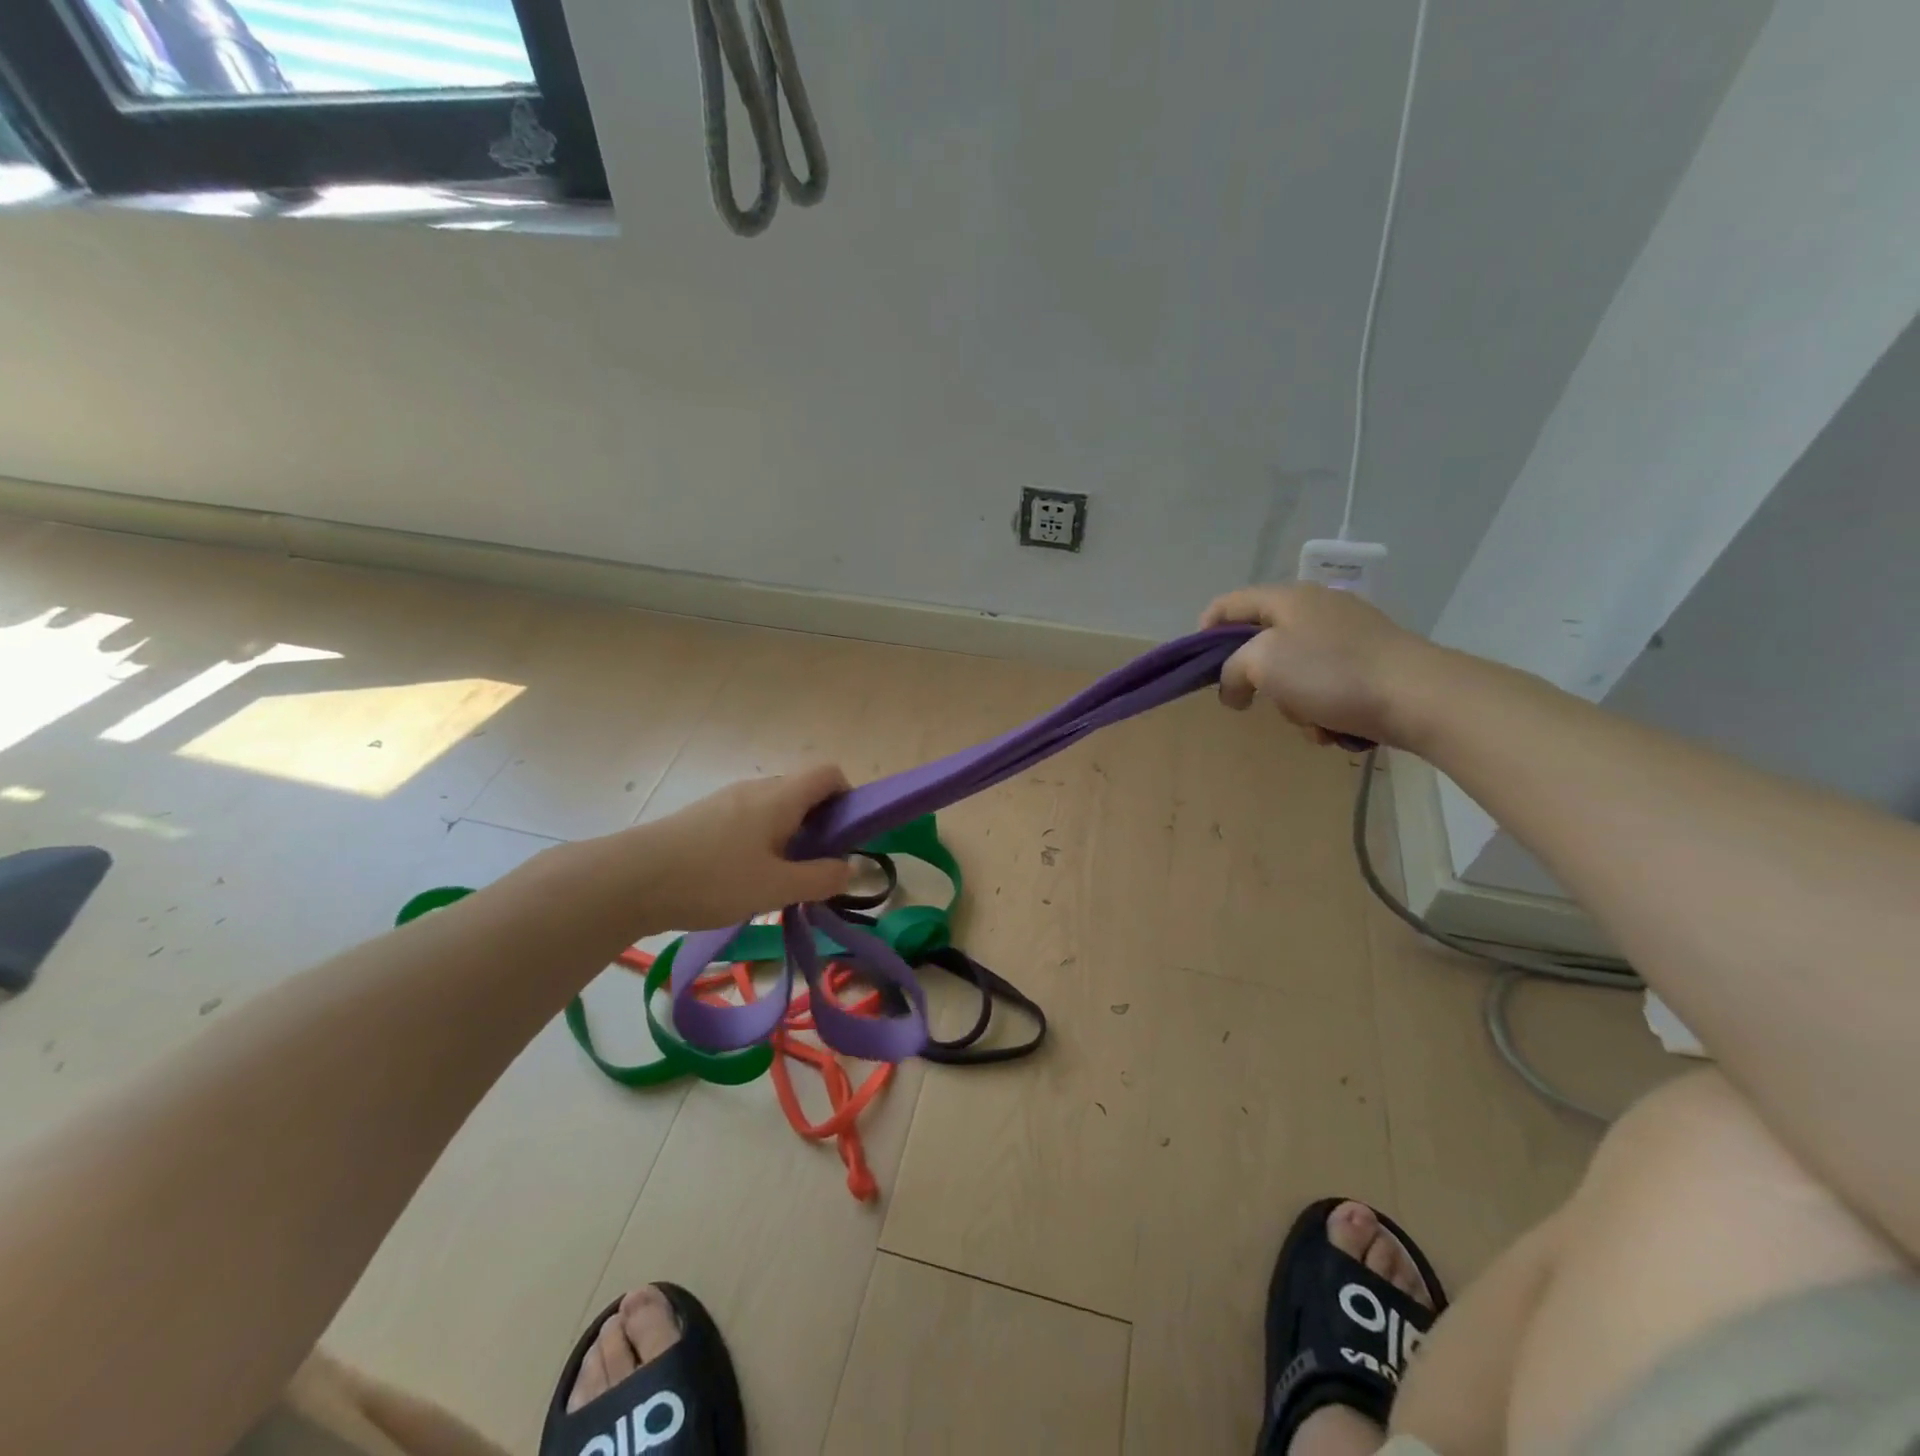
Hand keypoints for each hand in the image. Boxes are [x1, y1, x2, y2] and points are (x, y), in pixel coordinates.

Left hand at [610, 765, 854, 931]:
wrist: (629, 879)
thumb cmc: (712, 879)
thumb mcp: (775, 888)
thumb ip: (820, 878)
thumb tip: (851, 869)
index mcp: (780, 797)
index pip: (829, 773)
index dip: (848, 797)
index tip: (848, 836)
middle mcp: (756, 789)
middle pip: (802, 791)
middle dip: (820, 823)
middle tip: (817, 866)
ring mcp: (726, 800)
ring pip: (774, 807)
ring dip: (790, 834)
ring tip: (780, 877)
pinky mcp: (703, 817)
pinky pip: (748, 818)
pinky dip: (761, 839)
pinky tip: (744, 876)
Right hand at [1201, 584, 1433, 746]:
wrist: (1418, 697)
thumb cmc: (1331, 672)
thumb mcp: (1262, 663)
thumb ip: (1231, 671)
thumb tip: (1233, 689)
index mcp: (1288, 598)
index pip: (1228, 604)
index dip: (1205, 631)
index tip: (1200, 667)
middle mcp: (1317, 610)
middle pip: (1262, 645)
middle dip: (1258, 680)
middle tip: (1260, 700)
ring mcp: (1347, 637)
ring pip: (1294, 673)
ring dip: (1293, 704)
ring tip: (1312, 721)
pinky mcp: (1369, 666)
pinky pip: (1325, 688)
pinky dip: (1322, 711)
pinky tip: (1335, 727)